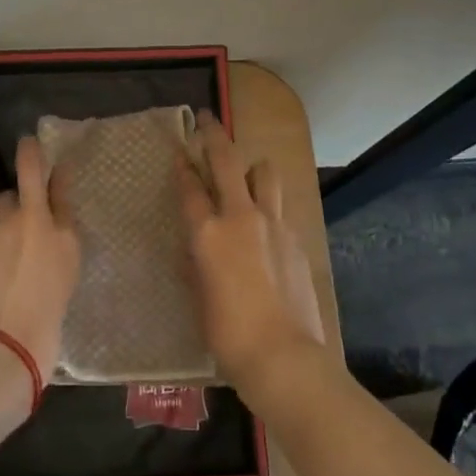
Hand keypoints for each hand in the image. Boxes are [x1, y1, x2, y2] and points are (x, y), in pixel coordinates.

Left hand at [0, 135, 80, 389]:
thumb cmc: (42, 337)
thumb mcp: (61, 291)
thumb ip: (51, 262)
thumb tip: (38, 256)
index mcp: (67, 242)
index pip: (62, 193)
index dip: (57, 174)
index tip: (53, 160)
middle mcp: (37, 224)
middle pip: (29, 177)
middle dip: (28, 157)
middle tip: (26, 145)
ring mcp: (1, 228)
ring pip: (1, 206)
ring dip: (2, 215)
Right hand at [176, 114, 325, 394]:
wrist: (283, 356)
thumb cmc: (228, 334)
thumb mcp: (198, 297)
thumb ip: (195, 262)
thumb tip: (195, 246)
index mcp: (208, 232)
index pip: (190, 187)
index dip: (182, 165)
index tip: (180, 149)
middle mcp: (240, 216)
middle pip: (226, 160)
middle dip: (214, 135)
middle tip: (208, 119)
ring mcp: (272, 223)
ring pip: (264, 172)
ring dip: (251, 168)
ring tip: (245, 178)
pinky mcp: (295, 237)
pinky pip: (279, 206)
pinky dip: (268, 205)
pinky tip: (264, 226)